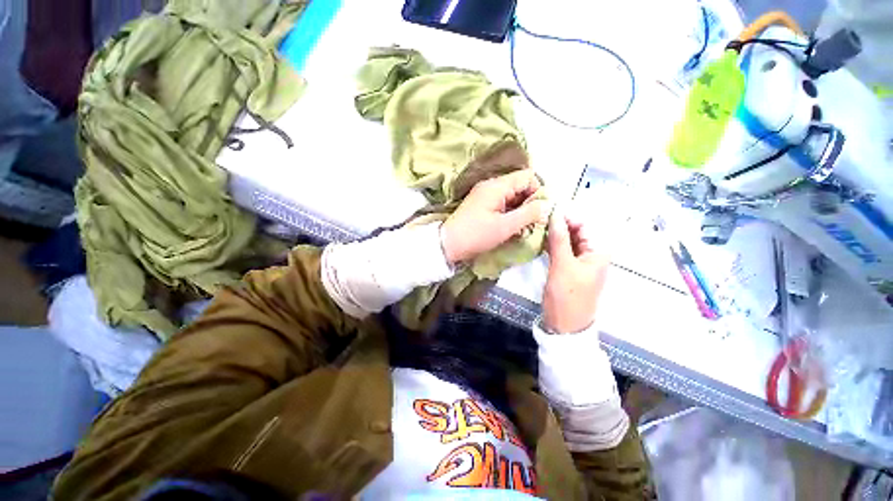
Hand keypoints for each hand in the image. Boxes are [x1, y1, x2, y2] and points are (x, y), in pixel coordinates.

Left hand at [441, 170, 547, 264]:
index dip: (539, 191)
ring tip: (524, 226)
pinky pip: (503, 203)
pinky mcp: (482, 205)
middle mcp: (491, 185)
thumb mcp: (505, 226)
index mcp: (497, 186)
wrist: (448, 244)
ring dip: (521, 209)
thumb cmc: (476, 235)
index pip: (527, 177)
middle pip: (520, 185)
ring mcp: (485, 195)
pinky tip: (512, 226)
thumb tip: (547, 205)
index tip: (542, 210)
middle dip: (531, 202)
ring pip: (512, 196)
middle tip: (534, 221)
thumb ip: (529, 214)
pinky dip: (511, 212)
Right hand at [542, 209, 609, 333]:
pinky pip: (561, 252)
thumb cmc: (567, 296)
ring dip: (553, 235)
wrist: (565, 325)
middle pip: (575, 233)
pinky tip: (538, 241)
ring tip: (535, 228)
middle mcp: (591, 255)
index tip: (546, 212)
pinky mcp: (568, 269)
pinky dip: (551, 245)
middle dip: (558, 225)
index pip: (583, 226)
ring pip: (566, 242)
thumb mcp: (563, 265)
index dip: (566, 217)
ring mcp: (579, 263)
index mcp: (597, 252)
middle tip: (537, 220)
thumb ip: (559, 239)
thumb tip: (555, 214)